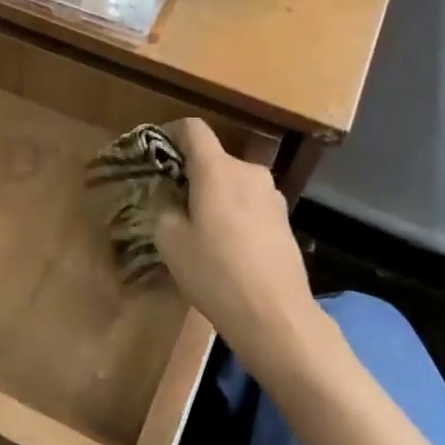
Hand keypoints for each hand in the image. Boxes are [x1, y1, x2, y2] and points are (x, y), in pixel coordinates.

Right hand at [153, 119, 321, 379]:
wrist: (275, 315)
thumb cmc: (215, 272)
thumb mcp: (170, 242)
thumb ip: (164, 207)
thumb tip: (169, 197)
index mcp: (217, 169)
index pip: (193, 129)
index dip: (172, 133)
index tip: (159, 153)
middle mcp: (249, 172)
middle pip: (214, 159)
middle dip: (193, 175)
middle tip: (174, 204)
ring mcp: (272, 195)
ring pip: (234, 183)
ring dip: (216, 196)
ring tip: (202, 230)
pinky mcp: (285, 220)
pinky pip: (251, 204)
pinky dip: (235, 214)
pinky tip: (228, 247)